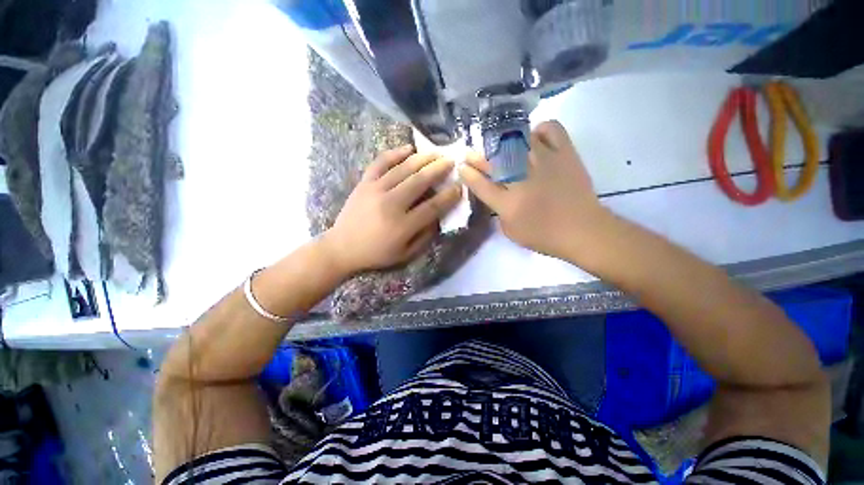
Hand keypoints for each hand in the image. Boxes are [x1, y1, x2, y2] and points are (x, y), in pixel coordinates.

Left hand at [321, 145, 461, 274]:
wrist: (343, 247)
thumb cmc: (377, 253)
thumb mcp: (405, 254)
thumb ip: (424, 236)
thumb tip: (439, 217)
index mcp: (402, 226)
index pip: (432, 207)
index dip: (448, 197)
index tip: (459, 187)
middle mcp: (390, 204)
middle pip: (419, 182)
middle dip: (439, 170)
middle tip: (451, 162)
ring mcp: (375, 190)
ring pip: (403, 169)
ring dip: (423, 159)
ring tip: (436, 153)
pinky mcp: (364, 183)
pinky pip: (380, 163)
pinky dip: (395, 153)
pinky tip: (408, 148)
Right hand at [459, 121, 610, 258]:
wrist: (583, 230)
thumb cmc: (545, 236)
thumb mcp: (511, 232)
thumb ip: (498, 212)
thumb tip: (495, 194)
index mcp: (508, 203)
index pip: (480, 184)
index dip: (468, 174)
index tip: (462, 167)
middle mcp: (522, 179)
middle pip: (493, 161)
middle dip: (477, 157)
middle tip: (470, 153)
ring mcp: (544, 162)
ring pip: (517, 140)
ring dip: (504, 142)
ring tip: (503, 147)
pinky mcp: (564, 153)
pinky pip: (550, 129)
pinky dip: (540, 130)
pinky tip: (535, 138)